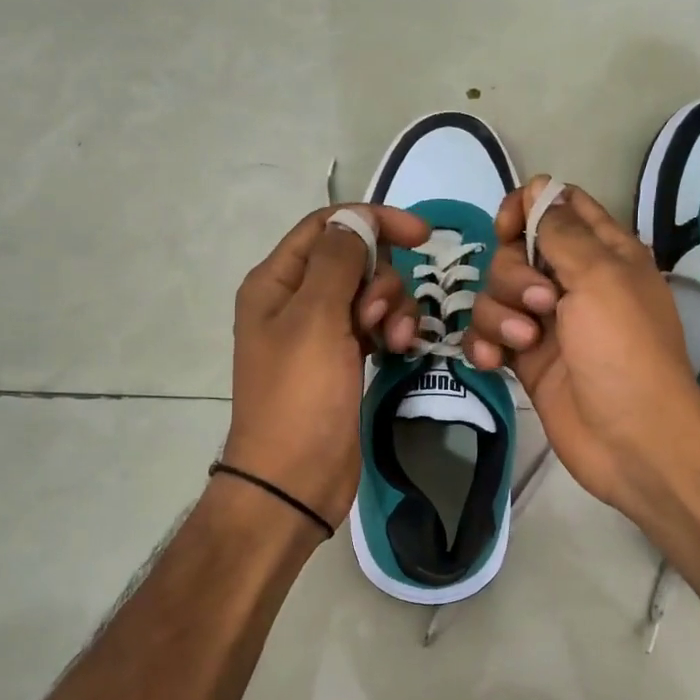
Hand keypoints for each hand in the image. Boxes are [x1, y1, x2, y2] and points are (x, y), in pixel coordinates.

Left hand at [224, 204, 429, 527]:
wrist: (293, 479)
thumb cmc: (300, 397)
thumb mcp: (315, 320)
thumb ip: (338, 262)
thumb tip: (356, 220)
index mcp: (276, 282)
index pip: (327, 227)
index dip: (373, 222)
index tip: (423, 235)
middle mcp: (295, 301)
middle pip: (353, 259)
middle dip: (382, 278)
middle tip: (382, 315)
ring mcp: (319, 333)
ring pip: (369, 294)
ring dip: (393, 308)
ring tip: (398, 342)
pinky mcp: (342, 360)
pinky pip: (374, 326)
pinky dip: (391, 331)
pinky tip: (401, 350)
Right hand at [466, 179, 699, 522]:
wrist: (632, 439)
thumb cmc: (624, 350)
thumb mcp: (601, 277)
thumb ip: (563, 232)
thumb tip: (540, 191)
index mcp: (603, 252)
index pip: (556, 206)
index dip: (526, 209)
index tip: (509, 230)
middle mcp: (572, 282)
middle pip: (515, 252)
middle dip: (513, 276)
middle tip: (540, 305)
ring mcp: (546, 323)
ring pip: (495, 295)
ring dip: (498, 316)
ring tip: (523, 344)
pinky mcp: (525, 360)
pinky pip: (487, 336)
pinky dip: (484, 345)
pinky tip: (492, 364)